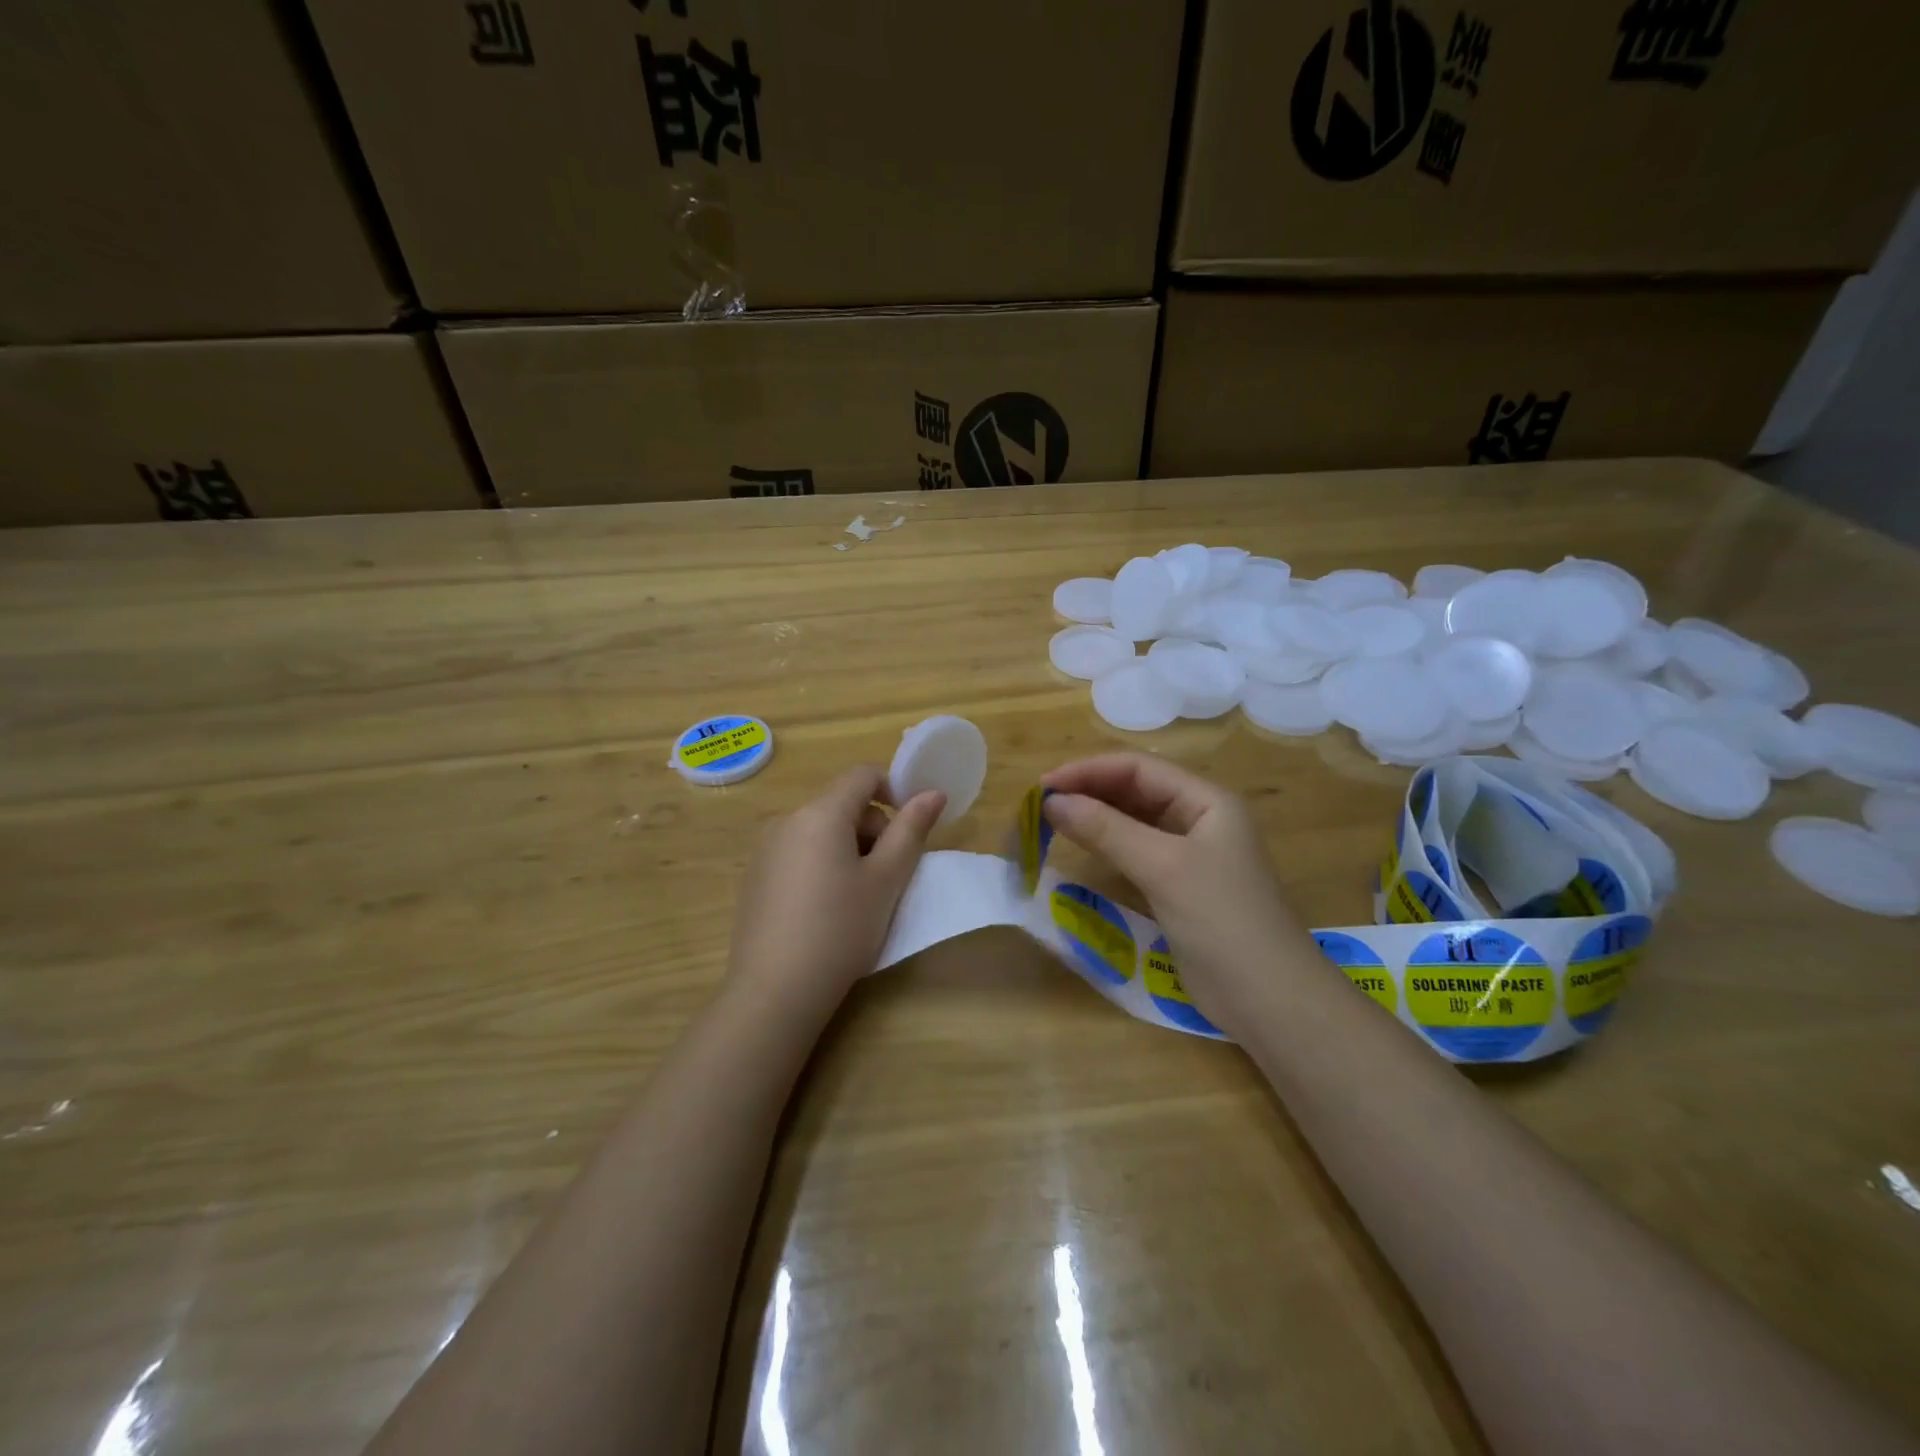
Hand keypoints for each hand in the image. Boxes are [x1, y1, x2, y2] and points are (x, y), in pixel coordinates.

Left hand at [728, 766, 945, 1015]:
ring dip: (848, 847)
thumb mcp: (886, 880)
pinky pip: (798, 852)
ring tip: (858, 897)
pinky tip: (824, 910)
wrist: (774, 991)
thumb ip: (911, 830)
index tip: (910, 830)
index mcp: (820, 813)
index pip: (863, 775)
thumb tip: (933, 793)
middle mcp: (787, 820)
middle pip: (841, 803)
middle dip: (873, 827)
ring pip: (820, 829)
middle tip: (888, 875)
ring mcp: (765, 849)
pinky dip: (821, 864)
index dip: (894, 790)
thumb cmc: (841, 930)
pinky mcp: (755, 877)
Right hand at [1041, 754, 1311, 1037]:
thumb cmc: (1222, 920)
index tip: (1043, 787)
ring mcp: (1191, 854)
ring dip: (1095, 817)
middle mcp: (1200, 819)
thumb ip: (1107, 830)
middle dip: (1089, 791)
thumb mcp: (1163, 868)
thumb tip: (1052, 803)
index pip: (1139, 768)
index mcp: (1207, 800)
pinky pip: (1136, 852)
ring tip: (1052, 821)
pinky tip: (1081, 849)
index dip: (1088, 771)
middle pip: (1136, 790)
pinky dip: (1107, 846)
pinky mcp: (1180, 886)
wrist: (1270, 1000)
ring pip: (1134, 821)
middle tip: (1041, 805)